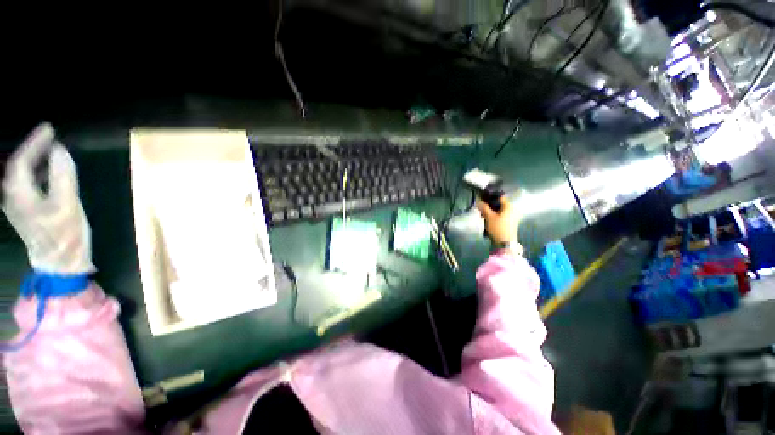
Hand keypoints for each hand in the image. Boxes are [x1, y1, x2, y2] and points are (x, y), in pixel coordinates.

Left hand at [1, 123, 93, 274]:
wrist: (60, 263)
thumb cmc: (64, 234)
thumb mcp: (67, 204)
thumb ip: (62, 175)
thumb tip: (60, 151)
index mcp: (20, 194)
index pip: (21, 160)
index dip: (34, 142)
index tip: (49, 129)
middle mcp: (13, 197)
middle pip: (17, 166)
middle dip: (31, 149)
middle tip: (48, 137)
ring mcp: (18, 206)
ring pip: (20, 176)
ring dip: (33, 161)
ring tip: (47, 151)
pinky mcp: (25, 212)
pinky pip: (26, 185)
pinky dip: (35, 173)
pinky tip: (45, 172)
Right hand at [476, 196, 517, 245]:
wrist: (505, 243)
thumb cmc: (498, 228)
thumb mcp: (489, 217)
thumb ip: (484, 207)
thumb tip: (478, 200)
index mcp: (508, 206)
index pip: (499, 197)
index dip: (490, 196)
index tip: (482, 198)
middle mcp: (511, 210)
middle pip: (499, 204)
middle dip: (489, 206)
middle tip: (481, 208)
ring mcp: (511, 217)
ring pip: (499, 210)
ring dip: (490, 211)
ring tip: (482, 215)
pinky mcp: (509, 223)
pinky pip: (500, 216)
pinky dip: (494, 216)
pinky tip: (487, 220)